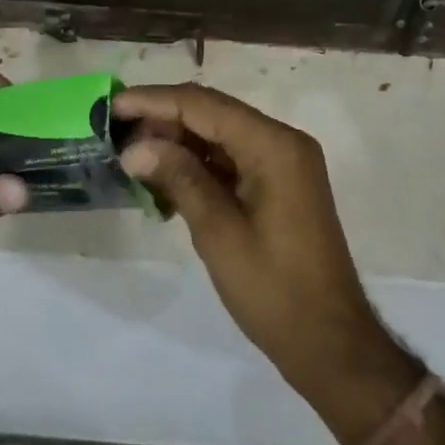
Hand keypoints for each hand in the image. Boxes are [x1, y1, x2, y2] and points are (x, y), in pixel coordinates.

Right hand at [114, 84, 409, 401]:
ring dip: (179, 142)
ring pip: (220, 134)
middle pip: (213, 113)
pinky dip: (199, 164)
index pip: (204, 105)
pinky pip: (233, 158)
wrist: (331, 343)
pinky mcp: (280, 182)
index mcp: (273, 144)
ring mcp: (283, 161)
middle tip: (117, 134)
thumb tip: (135, 148)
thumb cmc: (275, 290)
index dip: (155, 102)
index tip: (113, 106)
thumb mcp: (218, 233)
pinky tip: (165, 179)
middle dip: (164, 120)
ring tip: (133, 156)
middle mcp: (282, 140)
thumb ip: (179, 178)